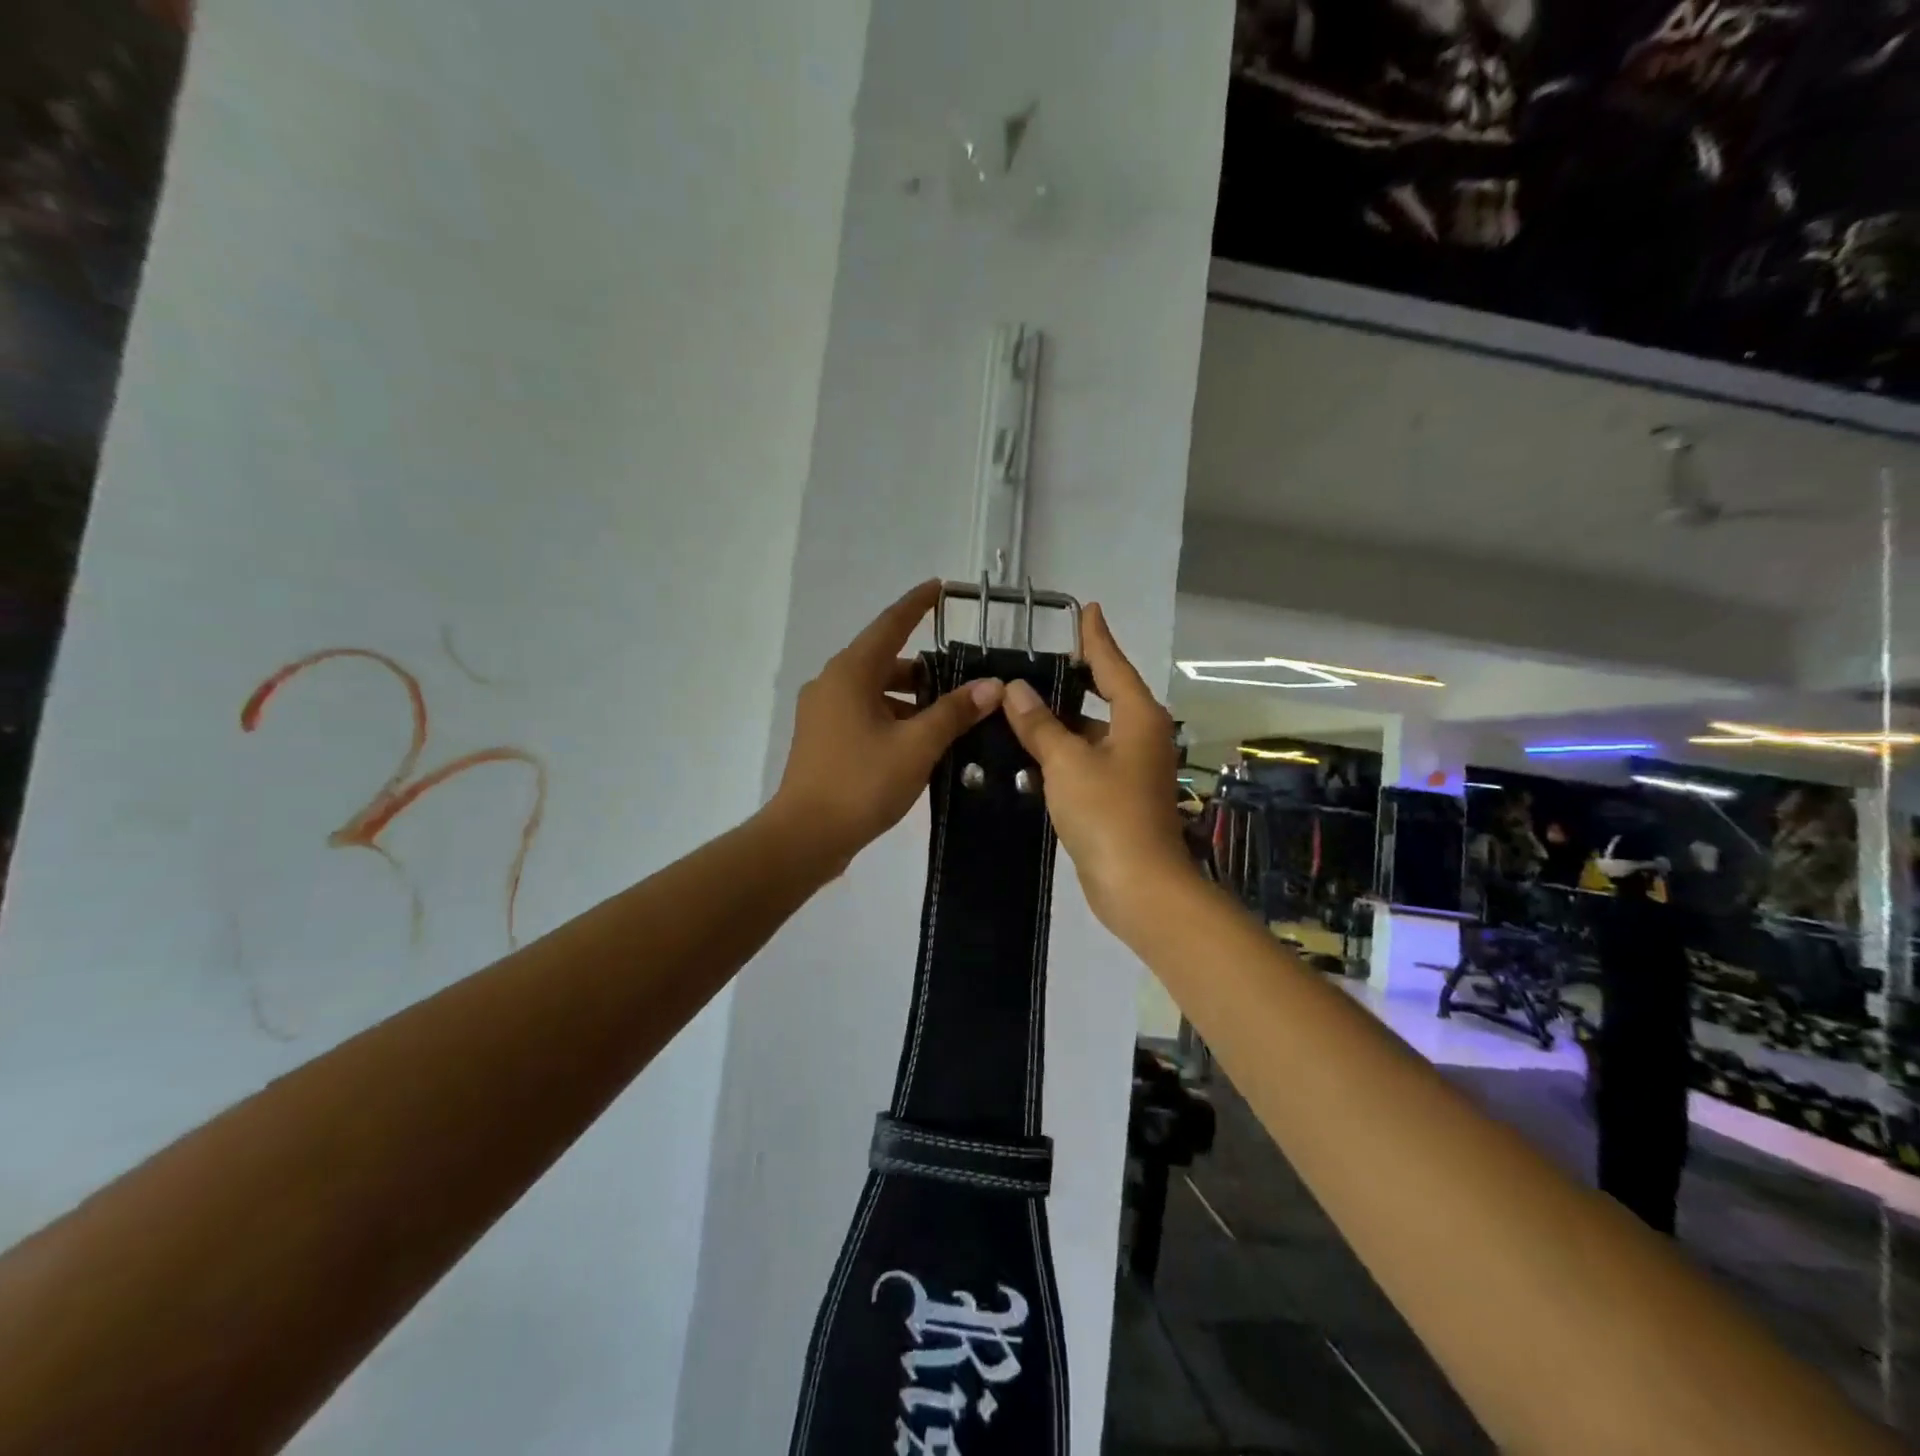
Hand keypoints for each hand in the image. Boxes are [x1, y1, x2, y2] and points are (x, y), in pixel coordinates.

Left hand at [771, 582, 1004, 870]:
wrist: (805, 836)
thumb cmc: (861, 783)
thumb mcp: (917, 746)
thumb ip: (954, 712)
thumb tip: (991, 686)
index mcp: (851, 672)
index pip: (891, 624)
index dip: (918, 604)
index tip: (942, 587)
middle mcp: (832, 683)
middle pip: (885, 660)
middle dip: (925, 666)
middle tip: (964, 675)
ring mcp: (823, 713)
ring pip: (876, 690)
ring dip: (911, 697)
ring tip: (950, 714)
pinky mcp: (823, 739)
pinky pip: (865, 714)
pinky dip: (894, 717)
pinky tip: (921, 741)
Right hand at [1000, 603, 1192, 932]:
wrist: (1138, 884)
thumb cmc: (1107, 813)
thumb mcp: (1066, 762)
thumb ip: (1040, 725)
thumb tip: (1015, 690)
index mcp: (1138, 717)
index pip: (1112, 664)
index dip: (1096, 637)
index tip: (1087, 609)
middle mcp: (1142, 735)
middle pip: (1107, 694)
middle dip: (1077, 677)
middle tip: (1041, 658)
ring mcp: (1134, 767)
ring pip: (1095, 730)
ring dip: (1064, 719)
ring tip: (1022, 703)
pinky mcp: (1121, 795)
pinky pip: (1090, 758)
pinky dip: (1066, 750)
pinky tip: (1033, 749)